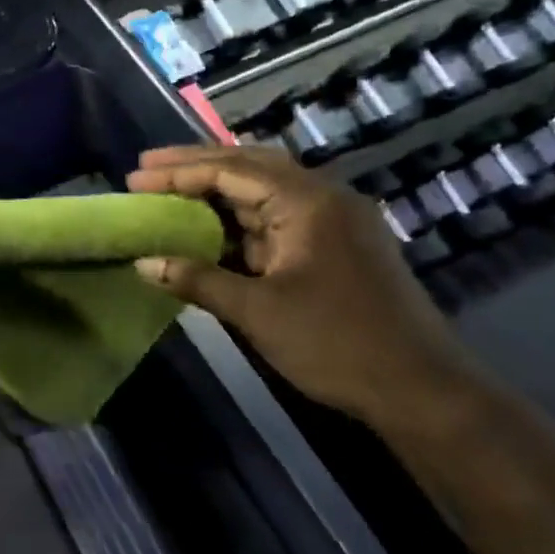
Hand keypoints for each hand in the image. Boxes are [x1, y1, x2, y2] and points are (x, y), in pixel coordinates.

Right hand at [127, 145, 484, 432]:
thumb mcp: (257, 311)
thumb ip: (197, 279)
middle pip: (249, 164)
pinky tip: (212, 224)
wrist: (421, 389)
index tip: (134, 178)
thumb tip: (142, 264)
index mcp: (307, 202)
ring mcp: (334, 220)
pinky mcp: (337, 244)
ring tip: (171, 188)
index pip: (230, 170)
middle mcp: (323, 197)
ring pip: (265, 188)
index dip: (177, 173)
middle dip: (195, 165)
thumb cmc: (336, 343)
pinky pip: (279, 215)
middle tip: (147, 168)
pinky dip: (241, 215)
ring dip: (218, 187)